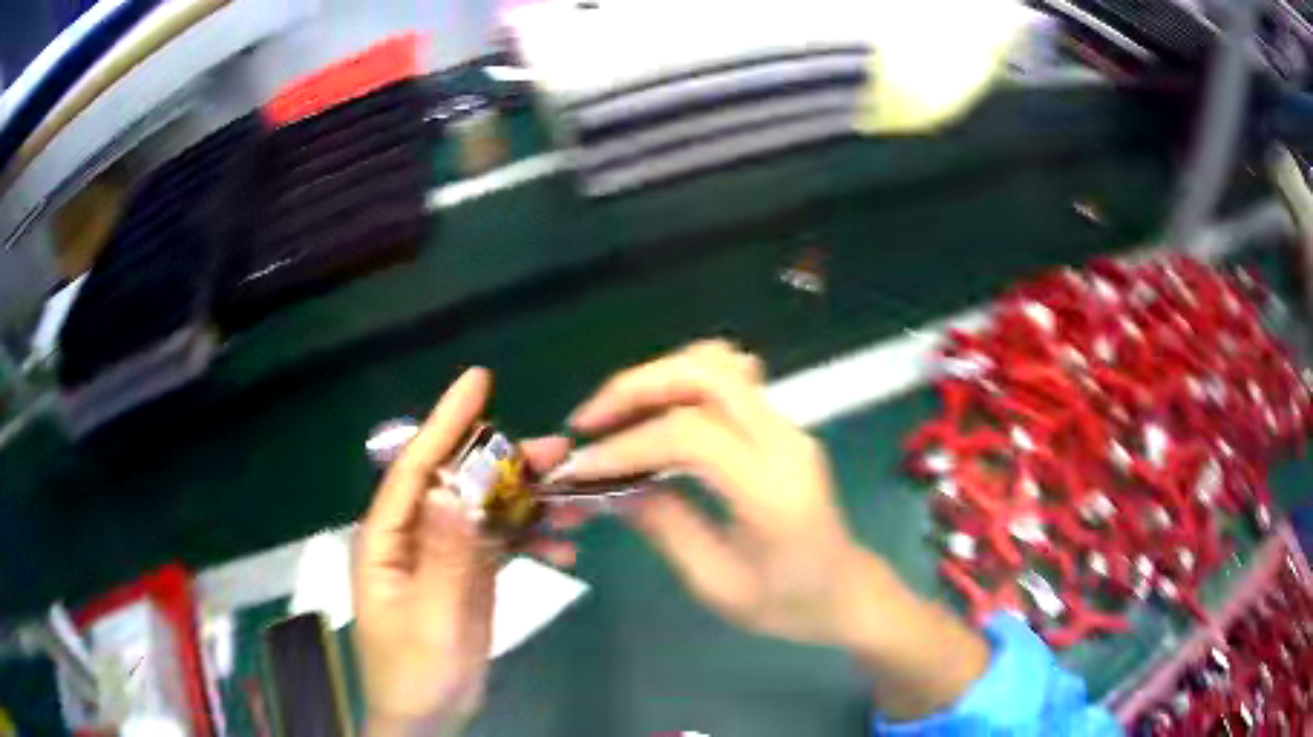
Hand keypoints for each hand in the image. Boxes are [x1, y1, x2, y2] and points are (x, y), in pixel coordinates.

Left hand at [353, 368, 574, 735]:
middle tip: (560, 451)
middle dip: (507, 465)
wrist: (429, 718)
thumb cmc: (417, 674)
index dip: (445, 422)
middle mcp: (412, 536)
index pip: (414, 469)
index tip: (480, 381)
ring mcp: (441, 555)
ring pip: (484, 510)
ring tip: (575, 502)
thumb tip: (457, 488)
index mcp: (387, 540)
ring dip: (528, 503)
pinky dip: (531, 539)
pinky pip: (499, 543)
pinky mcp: (465, 575)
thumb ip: (445, 557)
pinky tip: (564, 548)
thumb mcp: (432, 620)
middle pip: (458, 484)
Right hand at [552, 341, 989, 719]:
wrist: (848, 591)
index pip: (690, 435)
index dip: (626, 445)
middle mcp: (784, 441)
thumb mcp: (717, 584)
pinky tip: (657, 413)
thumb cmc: (788, 604)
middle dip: (635, 387)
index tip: (582, 469)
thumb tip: (610, 487)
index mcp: (772, 489)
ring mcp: (788, 426)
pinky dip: (683, 381)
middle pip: (705, 374)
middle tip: (588, 423)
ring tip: (616, 414)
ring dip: (658, 376)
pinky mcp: (782, 425)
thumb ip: (664, 526)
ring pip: (719, 363)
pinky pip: (729, 378)